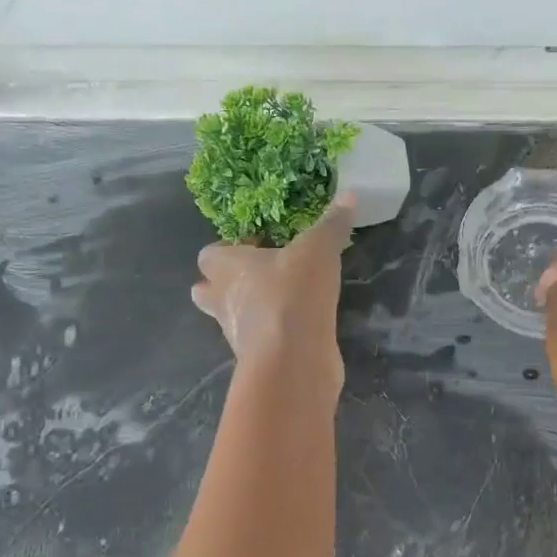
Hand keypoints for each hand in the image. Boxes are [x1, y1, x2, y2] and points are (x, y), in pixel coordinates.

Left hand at [191, 194, 355, 396]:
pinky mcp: (257, 360)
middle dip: (225, 285)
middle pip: (207, 291)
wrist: (293, 358)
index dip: (228, 249)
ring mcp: (236, 335)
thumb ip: (331, 225)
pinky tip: (298, 325)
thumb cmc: (292, 294)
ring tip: (283, 300)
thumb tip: (349, 195)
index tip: (258, 246)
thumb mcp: (318, 250)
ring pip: (231, 319)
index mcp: (226, 268)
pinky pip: (258, 341)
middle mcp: (222, 301)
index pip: (209, 255)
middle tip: (259, 276)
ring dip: (249, 310)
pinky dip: (272, 334)